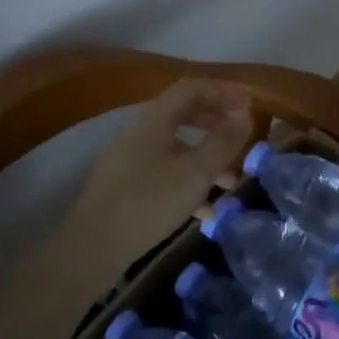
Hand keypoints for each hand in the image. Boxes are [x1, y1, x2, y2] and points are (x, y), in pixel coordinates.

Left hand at [62, 79, 252, 271]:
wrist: (90, 250)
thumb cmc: (147, 204)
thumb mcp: (195, 173)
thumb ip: (223, 143)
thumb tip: (246, 116)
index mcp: (154, 121)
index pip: (191, 88)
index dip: (222, 91)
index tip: (249, 104)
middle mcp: (140, 133)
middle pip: (183, 114)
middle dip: (216, 122)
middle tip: (241, 136)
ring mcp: (129, 161)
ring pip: (176, 147)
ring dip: (206, 157)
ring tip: (231, 181)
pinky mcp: (125, 188)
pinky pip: (164, 173)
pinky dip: (189, 182)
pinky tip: (205, 210)